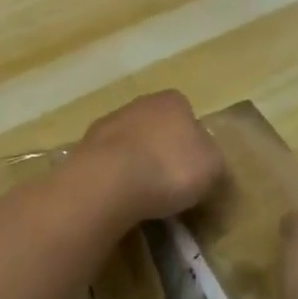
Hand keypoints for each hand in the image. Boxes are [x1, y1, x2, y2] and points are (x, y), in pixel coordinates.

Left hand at [76, 90, 224, 223]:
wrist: (109, 182)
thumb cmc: (170, 169)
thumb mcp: (212, 167)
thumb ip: (212, 158)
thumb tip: (204, 158)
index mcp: (173, 101)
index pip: (187, 115)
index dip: (192, 142)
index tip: (192, 169)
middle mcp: (139, 103)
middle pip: (157, 127)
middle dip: (162, 150)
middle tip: (169, 183)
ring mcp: (108, 123)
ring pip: (130, 143)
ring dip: (136, 163)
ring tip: (143, 196)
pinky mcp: (85, 147)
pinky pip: (109, 162)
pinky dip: (115, 176)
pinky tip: (119, 197)